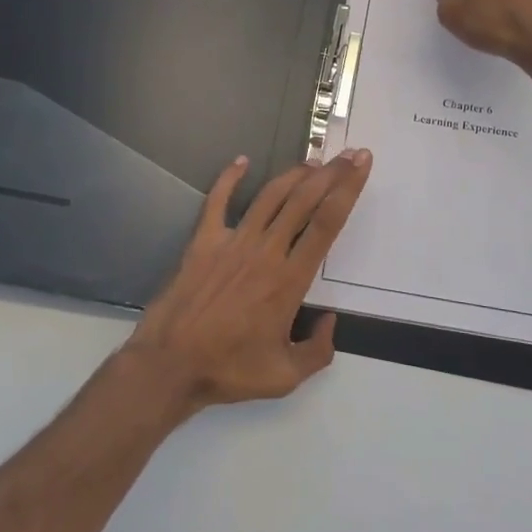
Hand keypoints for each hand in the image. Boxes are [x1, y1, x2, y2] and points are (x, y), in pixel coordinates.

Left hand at [124, 150, 371, 410]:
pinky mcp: (203, 241)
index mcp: (289, 280)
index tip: (361, 166)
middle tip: (349, 154)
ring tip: (314, 161)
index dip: (347, 190)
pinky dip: (229, 178)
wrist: (170, 365)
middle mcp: (266, 251)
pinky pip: (217, 201)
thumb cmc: (229, 370)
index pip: (326, 224)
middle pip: (304, 200)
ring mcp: (233, 242)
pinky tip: (241, 161)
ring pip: (270, 196)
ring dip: (294, 174)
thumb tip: (330, 322)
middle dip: (331, 173)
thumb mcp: (285, 376)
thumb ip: (318, 351)